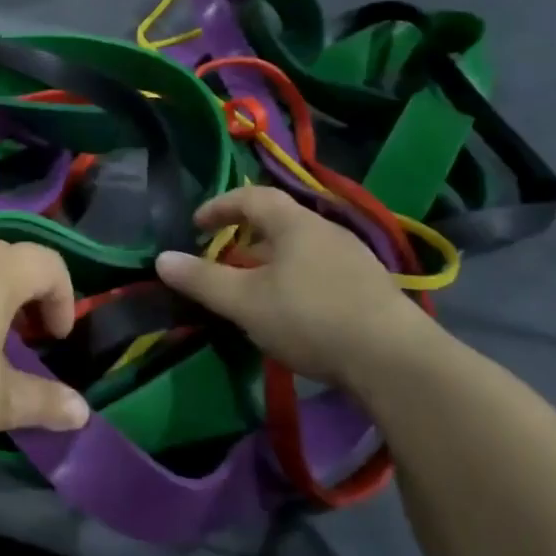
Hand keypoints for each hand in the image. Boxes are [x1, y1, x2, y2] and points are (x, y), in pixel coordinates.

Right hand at [154, 187, 444, 390]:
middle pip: (279, 221)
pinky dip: (296, 279)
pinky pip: (321, 270)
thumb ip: (202, 280)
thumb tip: (162, 259)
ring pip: (302, 248)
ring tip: (255, 288)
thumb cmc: (310, 318)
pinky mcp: (371, 288)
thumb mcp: (245, 301)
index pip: (252, 197)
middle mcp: (327, 230)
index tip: (197, 224)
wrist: (394, 359)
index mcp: (295, 223)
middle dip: (246, 236)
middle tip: (223, 259)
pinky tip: (294, 311)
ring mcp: (355, 258)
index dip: (220, 206)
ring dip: (272, 260)